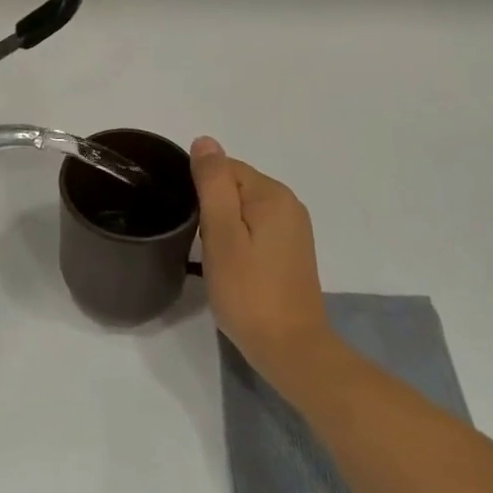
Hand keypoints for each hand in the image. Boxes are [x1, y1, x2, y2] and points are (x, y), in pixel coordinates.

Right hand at [191, 138, 336, 392]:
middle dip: (213, 210)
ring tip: (217, 260)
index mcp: (273, 194)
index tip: (197, 227)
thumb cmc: (249, 291)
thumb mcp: (222, 233)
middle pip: (235, 186)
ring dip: (224, 228)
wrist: (291, 350)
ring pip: (243, 209)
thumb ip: (213, 183)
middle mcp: (289, 203)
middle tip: (207, 247)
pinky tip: (234, 267)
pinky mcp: (292, 251)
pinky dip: (239, 241)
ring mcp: (294, 229)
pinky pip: (255, 228)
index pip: (225, 168)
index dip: (203, 194)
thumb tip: (204, 141)